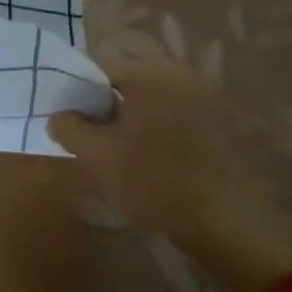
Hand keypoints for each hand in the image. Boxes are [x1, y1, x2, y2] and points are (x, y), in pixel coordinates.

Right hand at [48, 58, 291, 291]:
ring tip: (124, 154)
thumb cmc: (157, 182)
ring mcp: (205, 97)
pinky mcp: (222, 123)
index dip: (80, 92)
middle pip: (127, 80)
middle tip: (96, 140)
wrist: (232, 225)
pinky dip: (160, 130)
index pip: (99, 66)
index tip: (74, 123)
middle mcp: (179, 74)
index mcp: (149, 72)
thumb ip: (68, 128)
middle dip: (108, 105)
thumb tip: (59, 115)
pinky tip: (155, 161)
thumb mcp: (98, 157)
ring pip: (152, 99)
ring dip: (134, 119)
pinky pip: (176, 115)